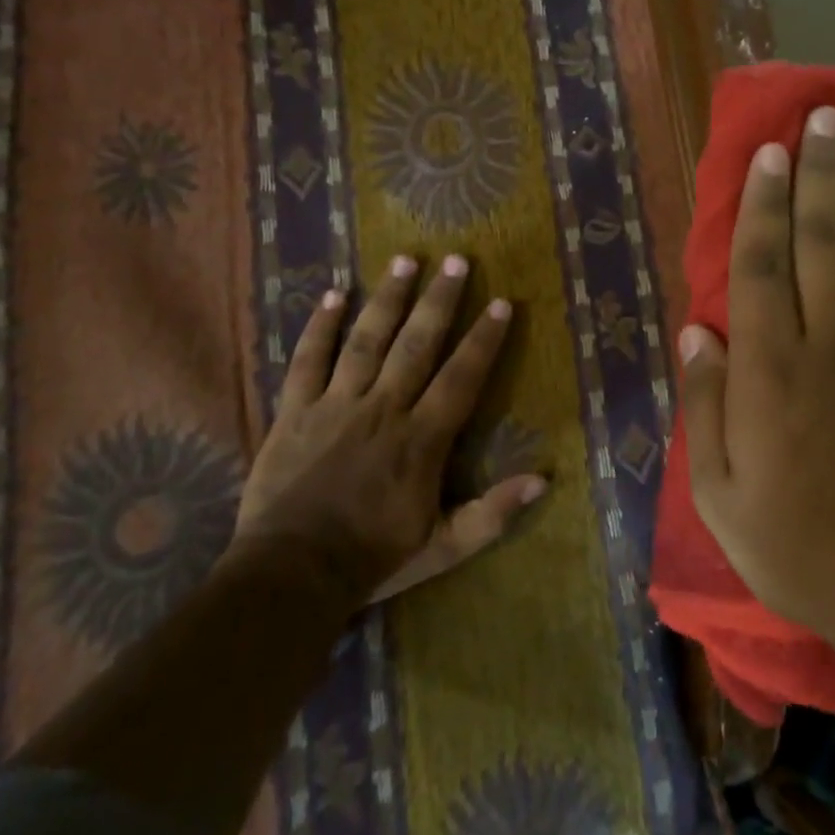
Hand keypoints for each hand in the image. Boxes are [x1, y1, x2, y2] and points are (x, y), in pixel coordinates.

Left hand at [227, 254, 545, 607]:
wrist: (291, 575)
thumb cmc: (373, 558)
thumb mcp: (445, 546)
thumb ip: (493, 513)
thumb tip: (543, 480)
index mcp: (421, 438)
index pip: (461, 377)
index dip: (483, 339)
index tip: (500, 303)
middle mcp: (383, 409)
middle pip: (416, 344)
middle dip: (439, 300)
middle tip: (456, 259)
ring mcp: (336, 405)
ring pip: (366, 340)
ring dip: (388, 298)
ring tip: (404, 260)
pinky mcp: (295, 411)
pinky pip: (307, 360)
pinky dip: (319, 326)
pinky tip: (333, 294)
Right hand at [677, 108, 834, 665]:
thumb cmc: (802, 547)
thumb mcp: (722, 495)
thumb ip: (704, 408)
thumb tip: (696, 333)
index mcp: (772, 371)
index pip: (761, 266)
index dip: (761, 204)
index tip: (764, 154)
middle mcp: (831, 342)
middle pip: (821, 240)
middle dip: (816, 173)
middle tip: (817, 118)